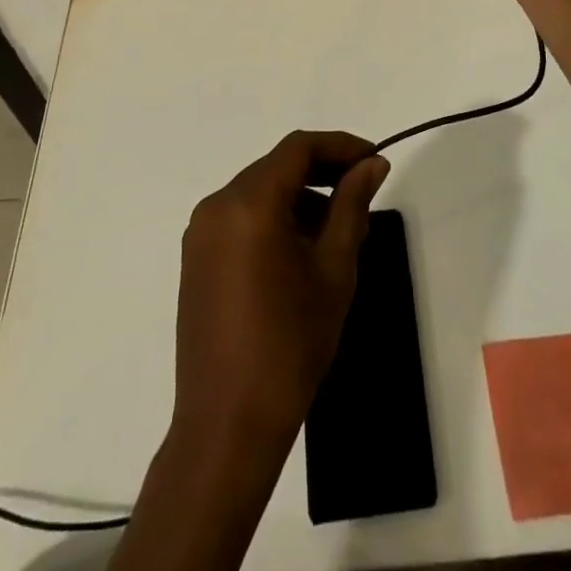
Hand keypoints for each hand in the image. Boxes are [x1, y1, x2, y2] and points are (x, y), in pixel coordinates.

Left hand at [171, 131, 390, 458]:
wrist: (228, 425)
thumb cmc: (291, 343)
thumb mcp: (334, 267)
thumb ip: (352, 204)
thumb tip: (372, 163)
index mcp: (249, 203)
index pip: (298, 148)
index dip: (340, 145)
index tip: (373, 160)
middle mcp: (217, 206)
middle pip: (277, 166)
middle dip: (322, 172)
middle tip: (363, 196)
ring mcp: (201, 233)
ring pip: (260, 191)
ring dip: (300, 197)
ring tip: (339, 231)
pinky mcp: (196, 258)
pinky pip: (241, 217)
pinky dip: (274, 218)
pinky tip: (302, 251)